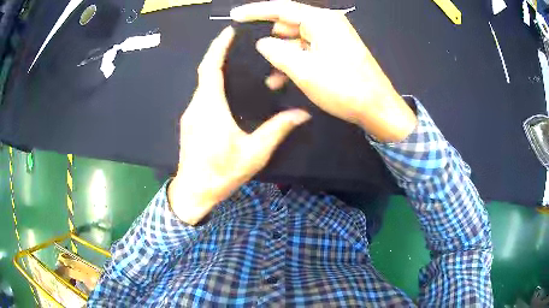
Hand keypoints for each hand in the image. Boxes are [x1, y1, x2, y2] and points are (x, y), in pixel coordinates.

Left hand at [168, 26, 310, 224]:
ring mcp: (189, 114)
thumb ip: (277, 130)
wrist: (194, 192)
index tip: (229, 32)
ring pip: (202, 84)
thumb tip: (302, 114)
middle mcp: (196, 106)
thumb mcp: (254, 154)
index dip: (218, 48)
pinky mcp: (189, 122)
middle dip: (218, 53)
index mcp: (210, 108)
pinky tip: (227, 88)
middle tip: (237, 42)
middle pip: (205, 72)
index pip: (210, 69)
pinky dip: (211, 84)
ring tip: (236, 61)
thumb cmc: (222, 173)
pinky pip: (201, 95)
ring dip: (215, 69)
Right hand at [230, 1, 416, 141]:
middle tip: (249, 53)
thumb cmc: (343, 88)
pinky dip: (295, 61)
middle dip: (269, 38)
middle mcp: (327, 24)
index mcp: (321, 20)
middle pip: (289, 23)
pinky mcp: (336, 51)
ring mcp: (333, 37)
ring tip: (268, 76)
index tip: (235, 15)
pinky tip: (282, 78)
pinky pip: (308, 50)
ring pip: (297, 39)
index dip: (255, 11)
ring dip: (281, 55)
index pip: (281, 8)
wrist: (377, 108)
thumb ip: (277, 52)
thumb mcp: (304, 70)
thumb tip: (262, 43)